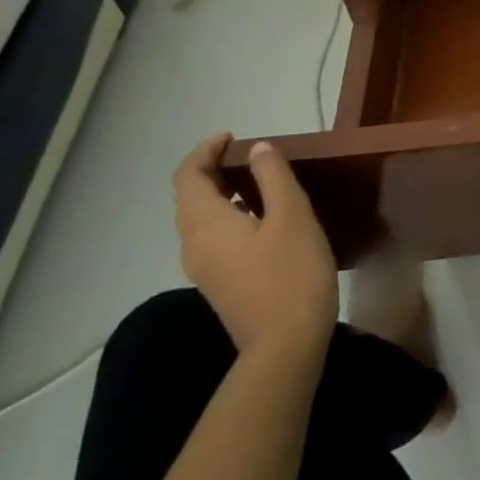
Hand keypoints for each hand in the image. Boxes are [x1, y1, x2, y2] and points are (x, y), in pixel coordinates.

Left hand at [173, 134, 338, 356]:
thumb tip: (258, 149)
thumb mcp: (291, 215)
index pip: (187, 176)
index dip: (205, 150)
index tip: (233, 136)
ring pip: (200, 219)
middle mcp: (194, 245)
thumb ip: (272, 177)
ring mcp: (204, 268)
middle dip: (212, 169)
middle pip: (189, 197)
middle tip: (248, 154)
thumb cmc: (291, 272)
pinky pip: (212, 236)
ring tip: (257, 179)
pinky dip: (228, 214)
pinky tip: (261, 216)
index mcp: (206, 224)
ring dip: (221, 192)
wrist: (286, 344)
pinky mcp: (219, 283)